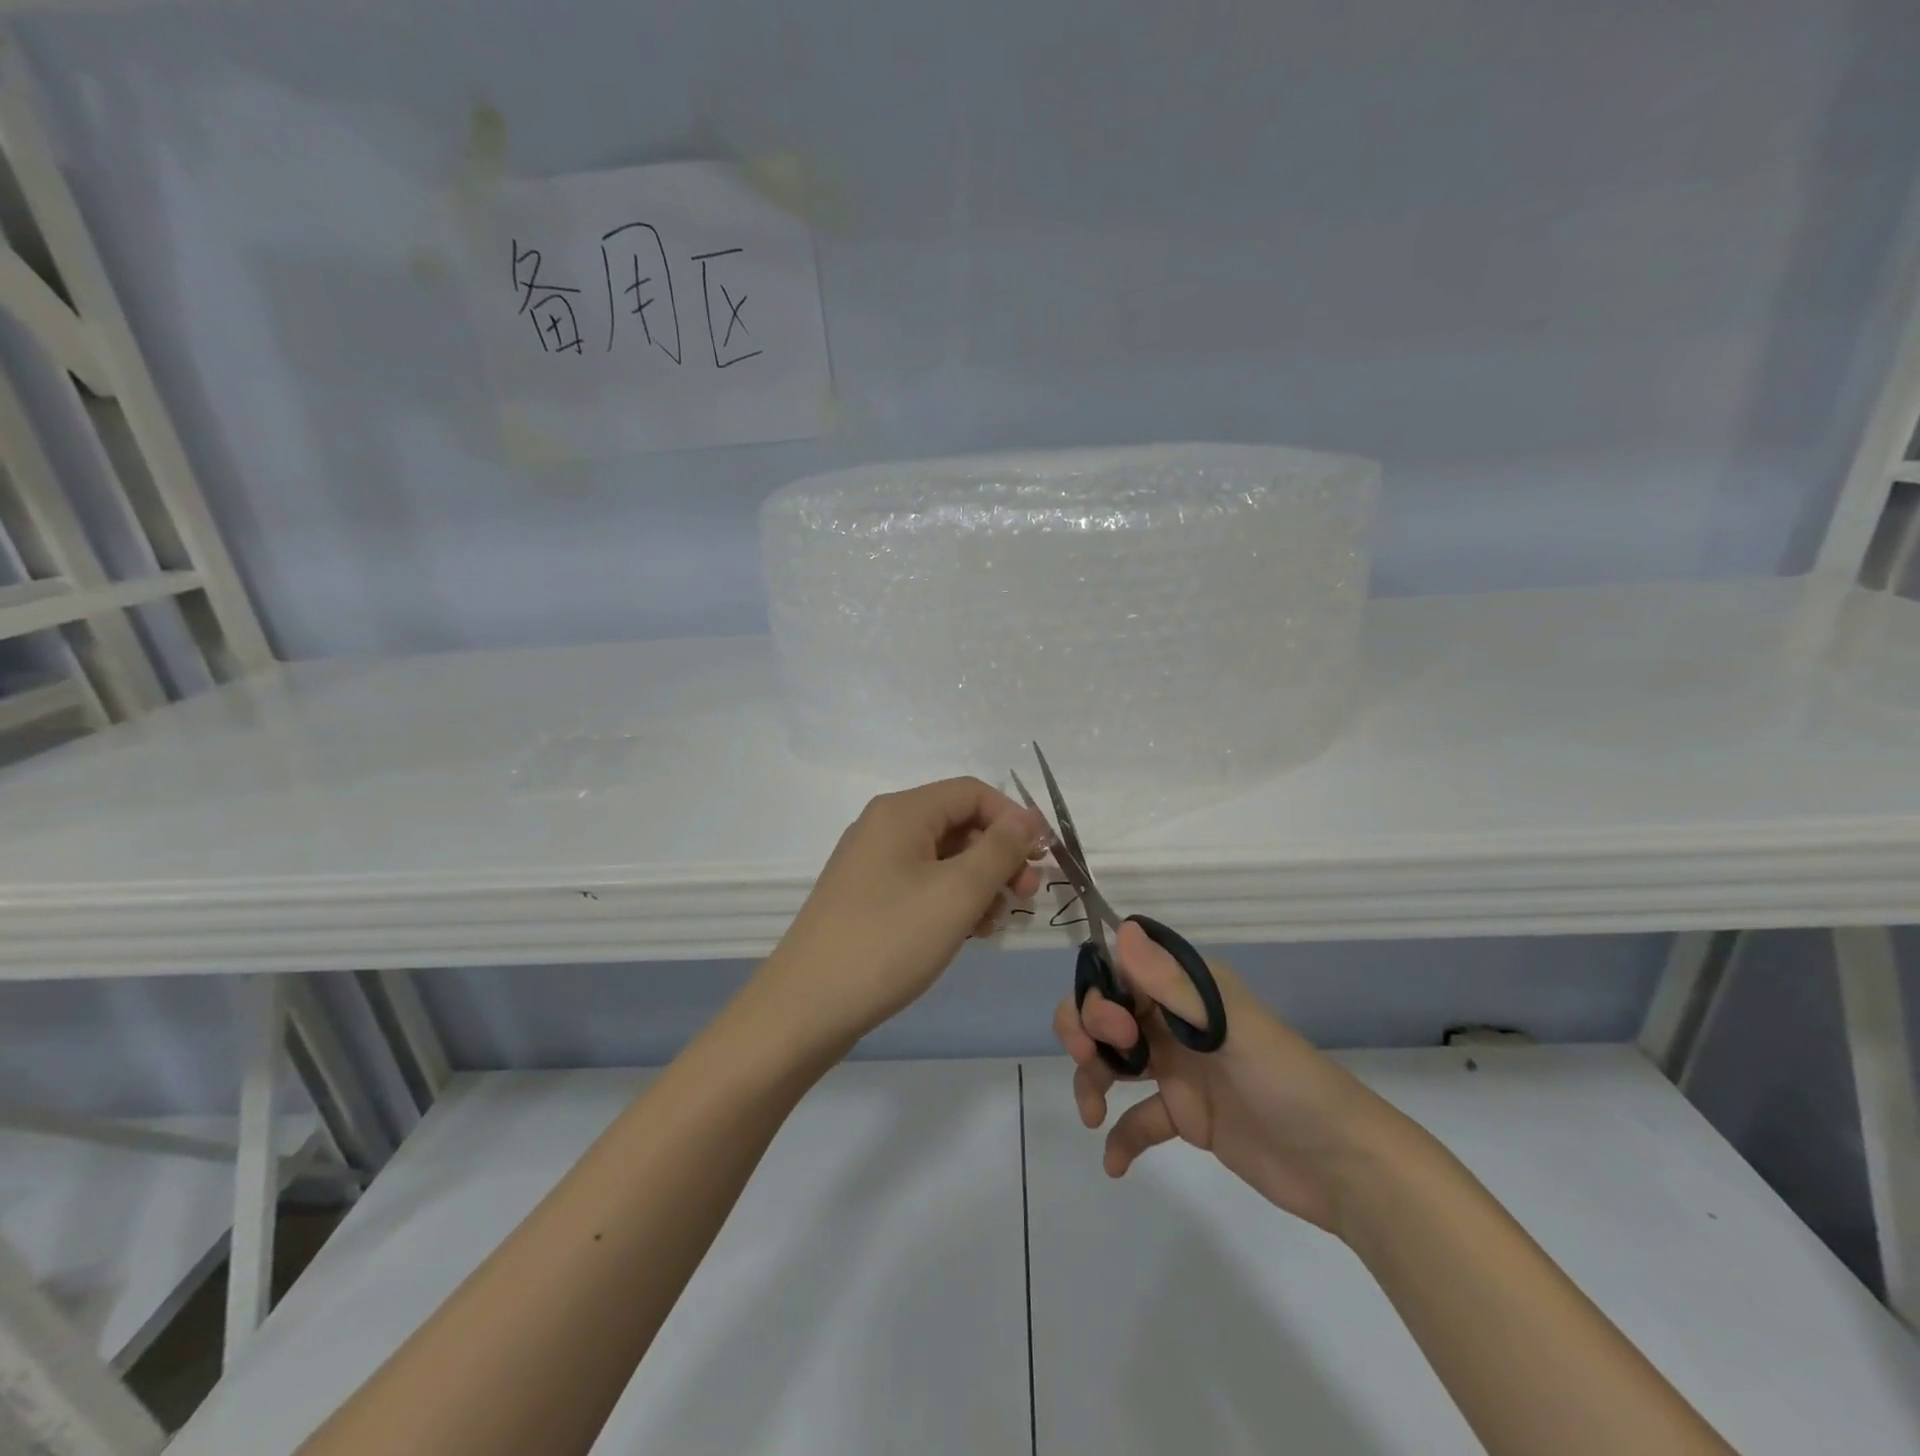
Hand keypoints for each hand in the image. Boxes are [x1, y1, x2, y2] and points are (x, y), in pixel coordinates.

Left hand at [761, 777, 1049, 1051]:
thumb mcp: (957, 892)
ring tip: (995, 923)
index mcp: (902, 812)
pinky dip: (951, 901)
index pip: (973, 793)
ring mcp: (872, 864)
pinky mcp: (867, 897)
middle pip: (959, 824)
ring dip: (979, 884)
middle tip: (1027, 896)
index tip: (1042, 859)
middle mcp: (884, 827)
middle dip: (999, 856)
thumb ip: (1000, 849)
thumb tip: (1029, 816)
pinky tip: (967, 933)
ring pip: (944, 858)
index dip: (1014, 819)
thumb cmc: (888, 941)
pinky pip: (922, 884)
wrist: (806, 1008)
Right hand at [1054, 922, 1400, 1233]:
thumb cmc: (1287, 1083)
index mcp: (1189, 989)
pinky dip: (1121, 1136)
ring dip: (1092, 1079)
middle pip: (1108, 1013)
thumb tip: (1121, 929)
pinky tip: (1114, 1163)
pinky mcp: (1187, 1115)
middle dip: (1086, 1030)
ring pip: (1114, 1060)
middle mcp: (1177, 1021)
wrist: (1344, 1167)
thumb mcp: (1231, 1029)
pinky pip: (1139, 1119)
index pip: (1121, 972)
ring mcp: (1180, 1069)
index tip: (1112, 1029)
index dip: (1099, 993)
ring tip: (1092, 1114)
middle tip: (1089, 1061)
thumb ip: (1173, 985)